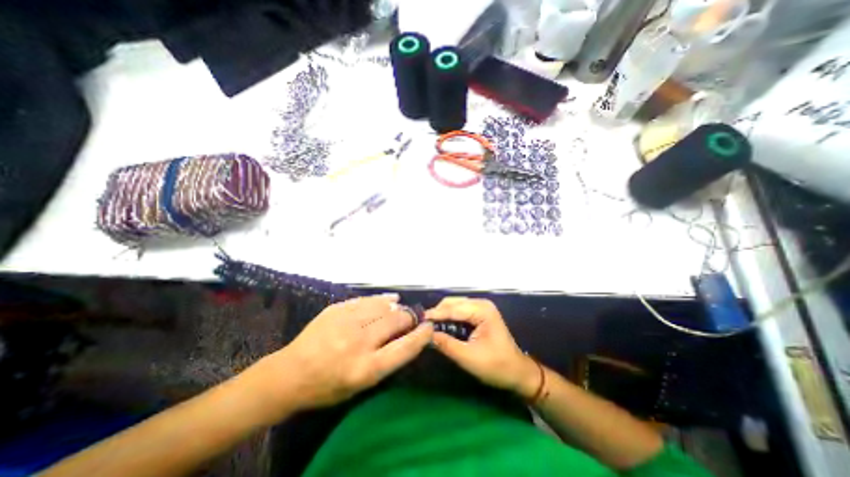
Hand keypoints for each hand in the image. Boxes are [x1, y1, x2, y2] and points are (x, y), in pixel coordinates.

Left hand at [260, 294, 432, 409]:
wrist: (290, 374)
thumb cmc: (328, 386)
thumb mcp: (361, 385)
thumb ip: (386, 360)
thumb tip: (407, 336)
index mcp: (366, 369)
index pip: (404, 348)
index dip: (421, 335)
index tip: (429, 328)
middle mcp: (359, 343)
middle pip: (396, 321)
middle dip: (409, 318)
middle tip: (413, 318)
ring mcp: (346, 322)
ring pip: (383, 307)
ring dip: (397, 307)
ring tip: (401, 309)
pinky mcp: (337, 309)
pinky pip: (367, 300)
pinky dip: (382, 299)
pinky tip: (390, 299)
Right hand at [429, 298, 539, 397]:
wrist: (517, 372)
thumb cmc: (496, 366)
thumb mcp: (469, 358)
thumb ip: (447, 344)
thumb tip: (427, 335)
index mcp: (482, 310)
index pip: (453, 309)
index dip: (435, 314)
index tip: (418, 320)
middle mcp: (481, 304)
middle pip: (453, 303)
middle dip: (437, 312)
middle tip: (422, 324)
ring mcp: (481, 308)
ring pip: (455, 305)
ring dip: (442, 314)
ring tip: (429, 325)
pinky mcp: (480, 314)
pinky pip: (460, 311)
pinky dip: (449, 317)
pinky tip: (441, 325)